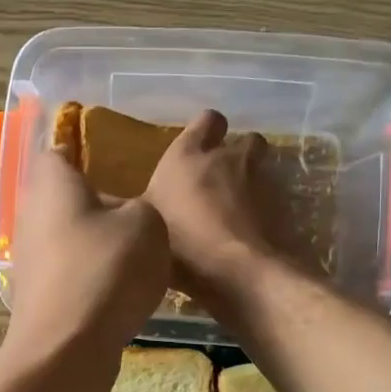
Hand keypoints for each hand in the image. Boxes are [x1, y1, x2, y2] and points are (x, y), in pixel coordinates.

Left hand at [2, 147, 169, 364]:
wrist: (68, 348)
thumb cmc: (106, 269)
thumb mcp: (148, 223)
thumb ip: (140, 206)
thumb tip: (126, 216)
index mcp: (51, 182)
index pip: (59, 150)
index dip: (86, 151)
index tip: (117, 162)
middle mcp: (30, 214)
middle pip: (65, 196)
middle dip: (97, 202)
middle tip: (137, 210)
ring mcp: (29, 257)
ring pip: (68, 235)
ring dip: (97, 242)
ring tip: (136, 253)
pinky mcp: (36, 293)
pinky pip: (69, 270)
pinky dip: (91, 274)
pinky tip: (120, 289)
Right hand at [144, 110, 274, 301]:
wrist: (237, 271)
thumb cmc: (181, 242)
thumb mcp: (144, 225)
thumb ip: (135, 208)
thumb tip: (109, 202)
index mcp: (189, 155)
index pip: (207, 120)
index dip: (206, 130)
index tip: (198, 147)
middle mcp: (228, 158)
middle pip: (245, 140)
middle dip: (238, 154)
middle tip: (221, 177)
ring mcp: (260, 181)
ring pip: (260, 170)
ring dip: (250, 184)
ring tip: (234, 212)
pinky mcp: (281, 207)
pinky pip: (271, 201)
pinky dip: (262, 213)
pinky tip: (248, 235)